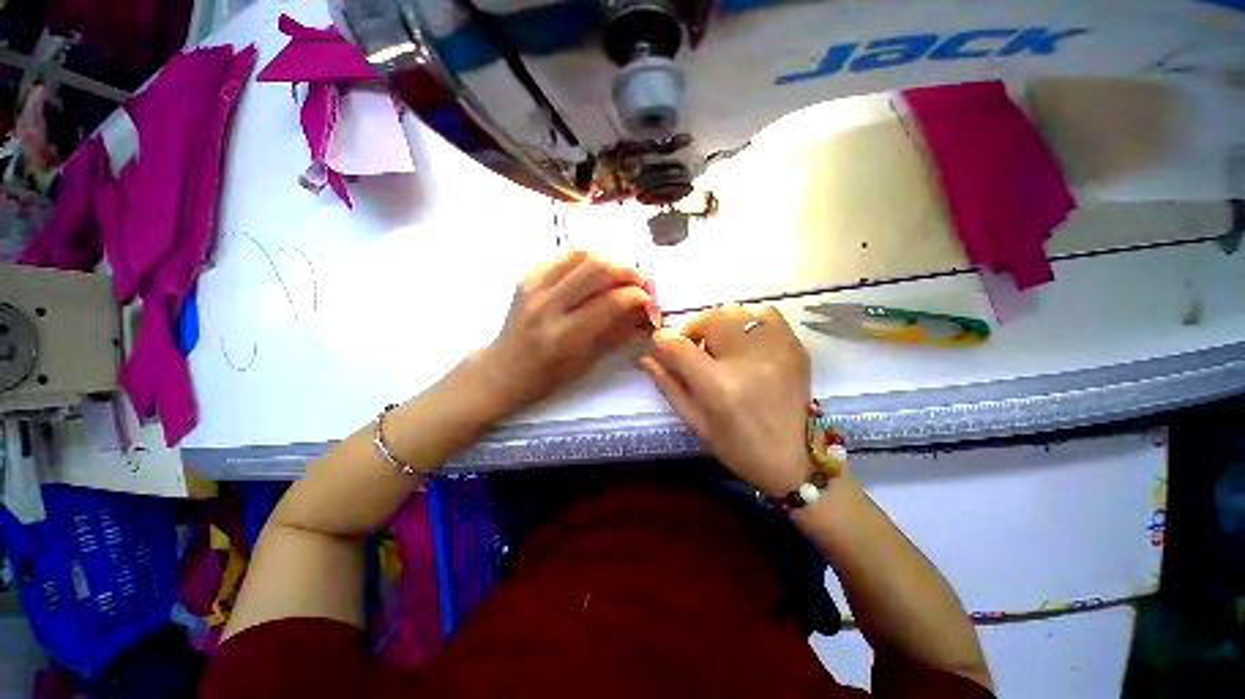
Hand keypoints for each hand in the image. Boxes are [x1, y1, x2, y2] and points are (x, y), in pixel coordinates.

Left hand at [478, 249, 657, 415]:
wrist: (505, 369)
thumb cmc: (550, 375)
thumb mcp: (589, 360)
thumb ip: (618, 330)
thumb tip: (644, 307)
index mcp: (565, 336)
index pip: (611, 301)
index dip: (637, 295)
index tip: (648, 298)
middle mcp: (548, 306)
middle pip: (596, 267)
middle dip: (627, 270)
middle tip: (638, 280)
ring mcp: (533, 287)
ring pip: (580, 254)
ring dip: (607, 259)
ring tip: (617, 274)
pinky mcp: (526, 276)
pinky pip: (562, 257)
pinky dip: (584, 261)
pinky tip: (590, 275)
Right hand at [639, 305, 822, 496]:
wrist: (794, 459)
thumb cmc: (737, 446)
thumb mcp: (695, 421)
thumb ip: (668, 385)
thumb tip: (646, 357)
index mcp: (718, 387)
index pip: (679, 346)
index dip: (664, 340)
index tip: (661, 342)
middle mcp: (747, 360)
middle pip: (709, 319)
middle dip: (692, 329)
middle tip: (694, 346)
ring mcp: (775, 349)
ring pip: (735, 311)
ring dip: (719, 324)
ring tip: (721, 344)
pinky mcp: (794, 346)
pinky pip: (765, 313)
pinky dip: (749, 320)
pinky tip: (746, 340)